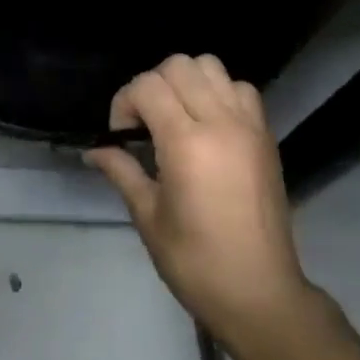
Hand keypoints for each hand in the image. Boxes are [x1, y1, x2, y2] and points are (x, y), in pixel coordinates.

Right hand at [86, 54, 316, 349]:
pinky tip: (209, 126)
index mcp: (186, 143)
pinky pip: (240, 89)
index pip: (147, 86)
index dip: (125, 102)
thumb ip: (121, 170)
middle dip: (152, 85)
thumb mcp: (148, 217)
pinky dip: (220, 93)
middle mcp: (220, 122)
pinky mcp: (266, 135)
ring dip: (187, 82)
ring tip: (177, 117)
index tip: (122, 136)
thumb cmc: (196, 262)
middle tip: (146, 123)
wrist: (260, 294)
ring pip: (211, 66)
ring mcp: (248, 125)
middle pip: (179, 65)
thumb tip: (93, 150)